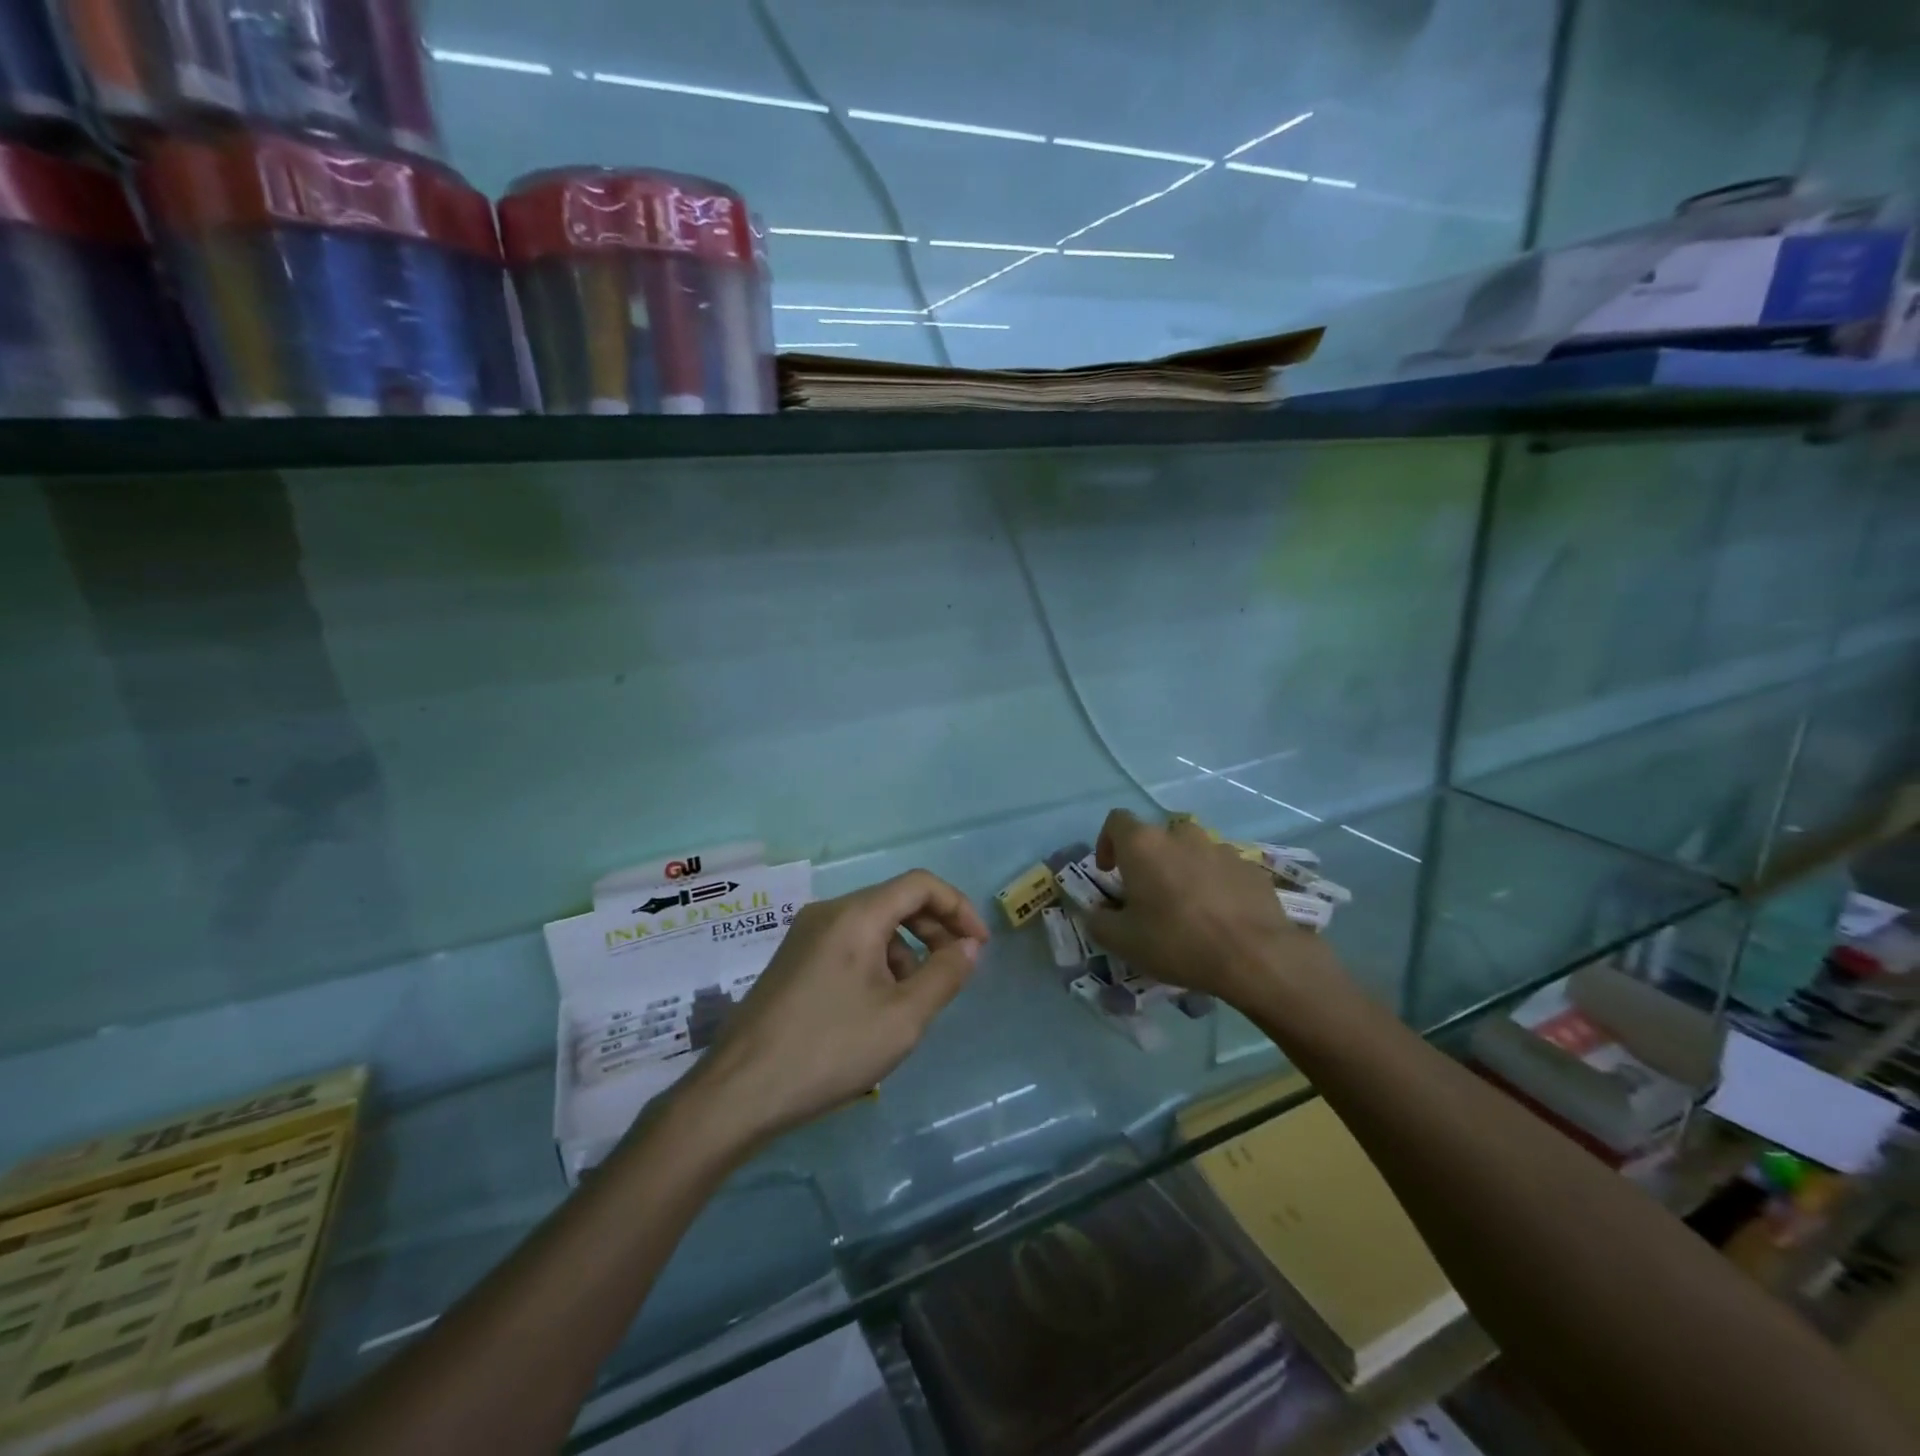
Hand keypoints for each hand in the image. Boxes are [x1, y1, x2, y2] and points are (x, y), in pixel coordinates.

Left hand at [678, 870, 989, 1148]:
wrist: (739, 1092)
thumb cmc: (829, 1050)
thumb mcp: (902, 1018)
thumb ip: (945, 975)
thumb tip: (969, 946)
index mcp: (856, 914)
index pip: (920, 884)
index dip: (958, 907)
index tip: (978, 947)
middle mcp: (828, 912)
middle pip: (895, 901)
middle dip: (934, 931)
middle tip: (955, 973)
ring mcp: (805, 936)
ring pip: (873, 926)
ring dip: (906, 952)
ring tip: (912, 1003)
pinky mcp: (793, 961)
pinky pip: (849, 945)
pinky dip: (877, 964)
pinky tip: (876, 1009)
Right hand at [1086, 809, 1334, 1009]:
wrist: (1255, 956)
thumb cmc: (1177, 941)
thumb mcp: (1122, 941)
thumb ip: (1098, 921)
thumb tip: (1096, 912)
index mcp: (1144, 845)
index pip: (1116, 821)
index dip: (1107, 842)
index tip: (1110, 872)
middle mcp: (1181, 836)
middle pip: (1157, 837)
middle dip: (1149, 860)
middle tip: (1148, 895)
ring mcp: (1220, 848)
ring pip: (1192, 851)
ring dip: (1183, 870)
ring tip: (1187, 907)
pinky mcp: (1251, 867)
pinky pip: (1223, 869)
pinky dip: (1215, 884)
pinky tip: (1220, 916)